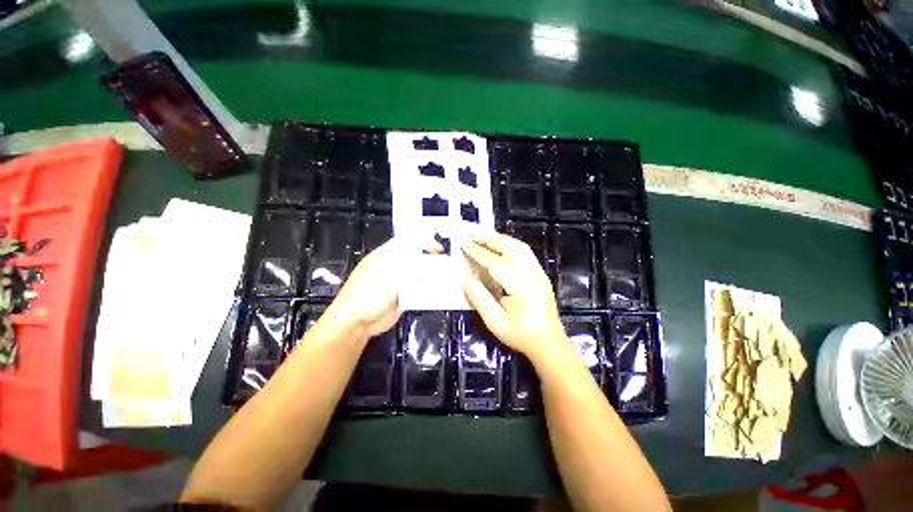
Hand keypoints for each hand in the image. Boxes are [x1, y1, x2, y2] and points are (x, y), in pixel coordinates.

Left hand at [324, 239, 439, 338]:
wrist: (356, 323)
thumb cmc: (364, 296)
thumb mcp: (386, 279)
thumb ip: (407, 270)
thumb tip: (425, 264)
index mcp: (384, 256)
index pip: (406, 242)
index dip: (422, 242)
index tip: (437, 248)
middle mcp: (393, 266)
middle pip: (415, 257)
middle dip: (429, 258)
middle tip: (445, 262)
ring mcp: (398, 281)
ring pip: (418, 273)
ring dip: (430, 274)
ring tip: (444, 276)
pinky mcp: (403, 295)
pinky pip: (418, 288)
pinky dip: (427, 288)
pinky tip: (436, 289)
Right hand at [459, 232, 568, 362]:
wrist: (549, 342)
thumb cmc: (520, 335)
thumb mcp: (494, 321)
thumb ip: (478, 297)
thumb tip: (463, 277)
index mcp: (522, 288)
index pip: (497, 264)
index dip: (479, 253)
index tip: (465, 244)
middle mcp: (533, 275)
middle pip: (512, 248)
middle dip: (491, 238)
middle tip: (472, 233)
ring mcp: (539, 272)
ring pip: (520, 247)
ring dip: (501, 238)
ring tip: (483, 235)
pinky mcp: (540, 273)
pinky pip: (525, 252)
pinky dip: (510, 244)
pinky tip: (499, 244)